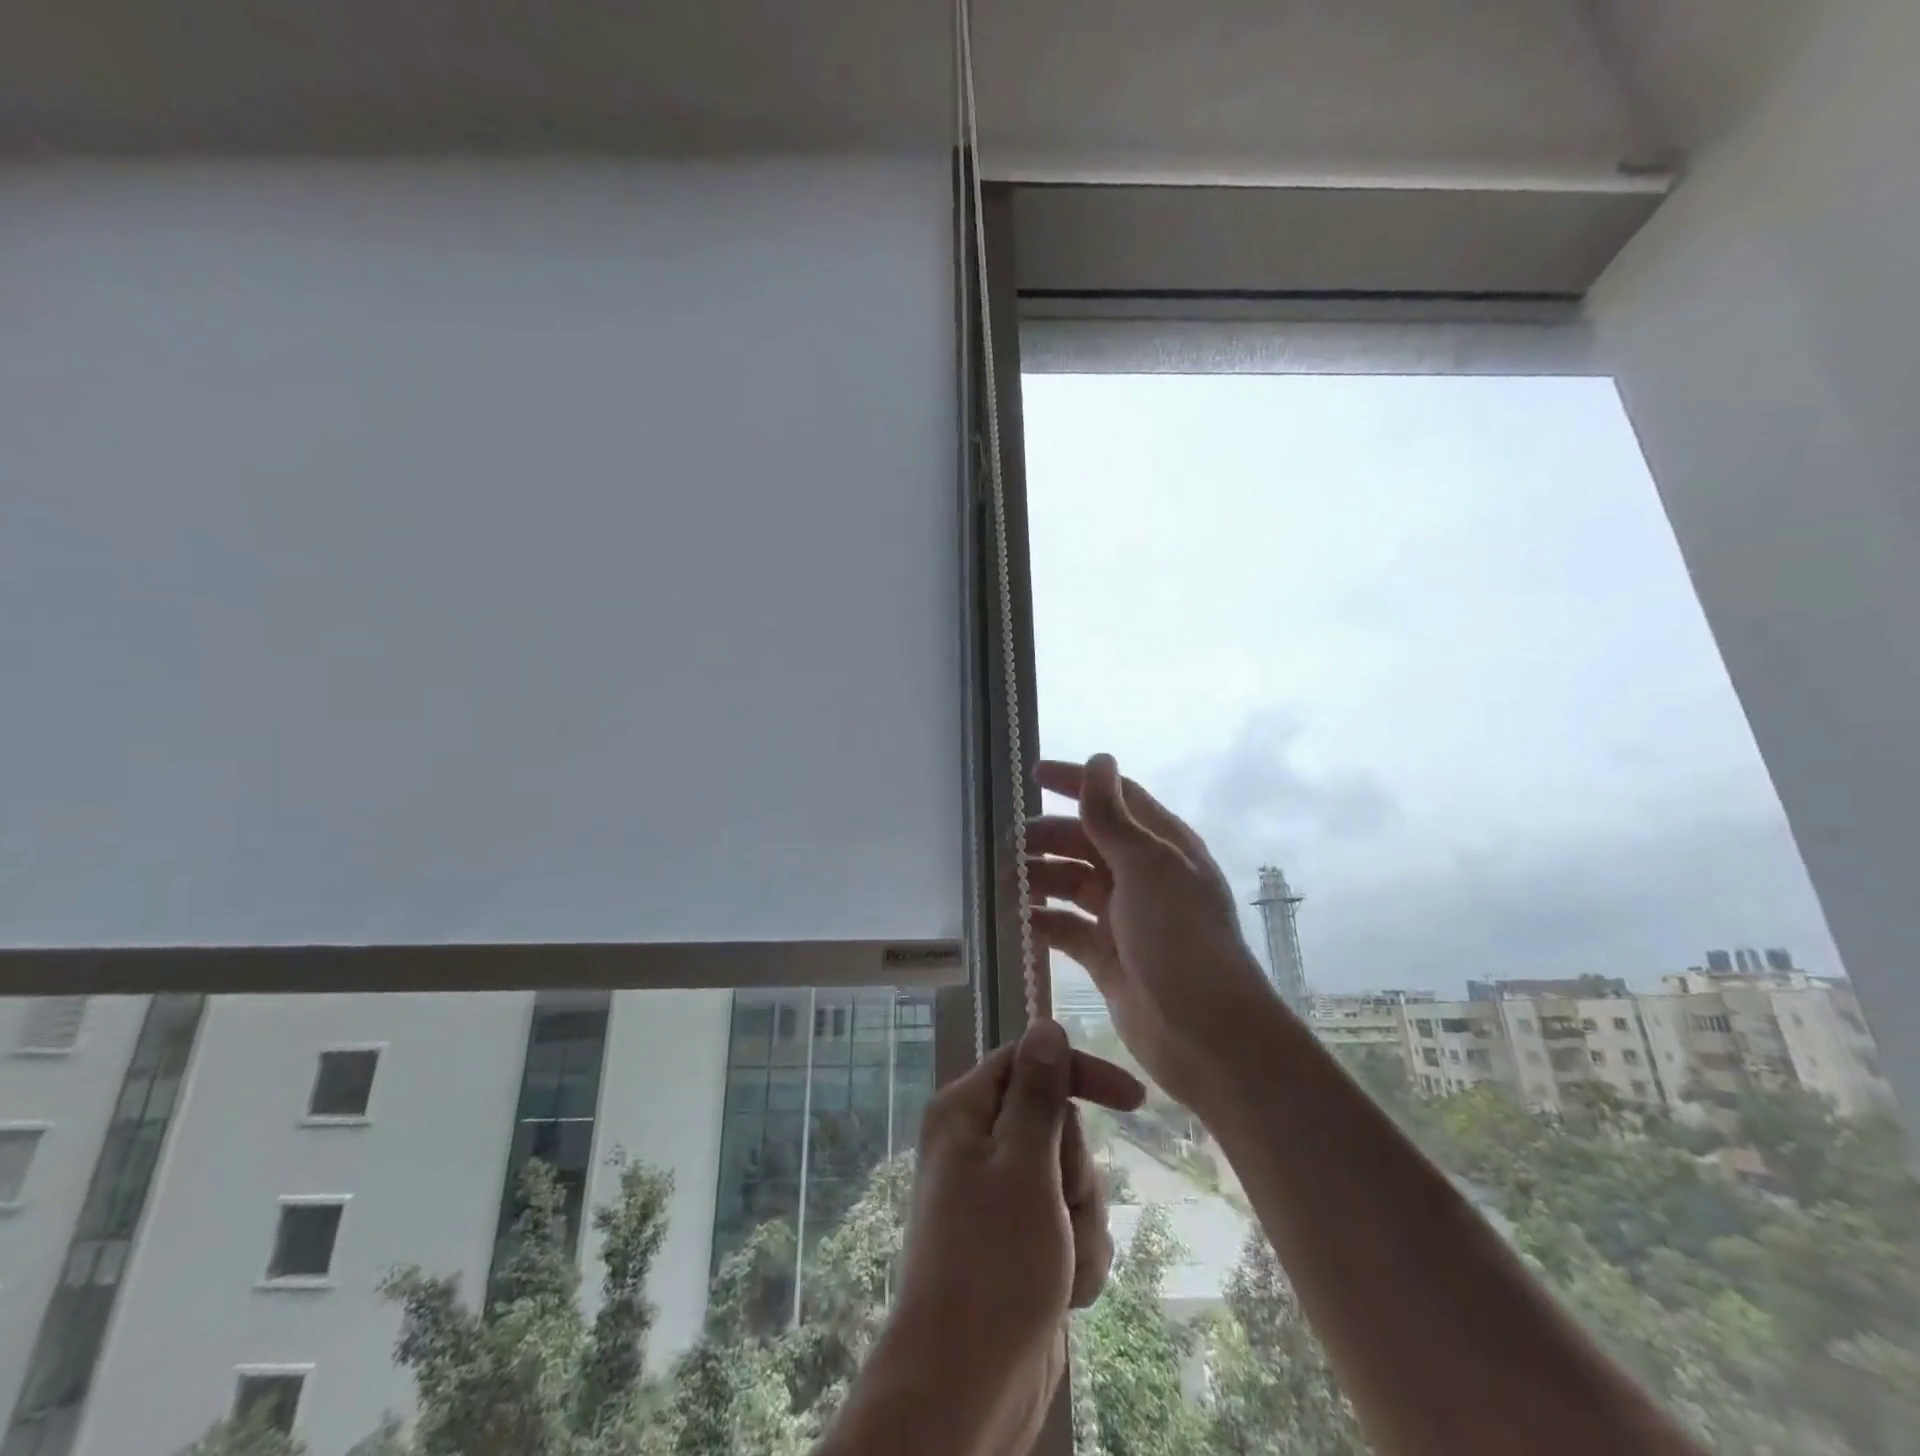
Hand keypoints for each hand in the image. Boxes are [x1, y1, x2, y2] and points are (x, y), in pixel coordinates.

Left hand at [883, 1021, 1144, 1453]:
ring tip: (1060, 1260)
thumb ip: (1039, 1092)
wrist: (968, 1386)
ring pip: (1073, 1178)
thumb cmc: (992, 1263)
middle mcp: (981, 1145)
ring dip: (1082, 1221)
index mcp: (966, 1112)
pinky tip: (1066, 1291)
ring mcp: (1003, 1196)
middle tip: (1058, 1206)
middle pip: (1059, 1123)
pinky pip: (1072, 1225)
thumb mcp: (1023, 1164)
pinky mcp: (1025, 1241)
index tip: (1135, 1101)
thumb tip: (1046, 1024)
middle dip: (1076, 1170)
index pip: (1032, 1061)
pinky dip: (1079, 1256)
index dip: (1080, 1074)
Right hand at [1028, 753, 1282, 1113]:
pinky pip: (1068, 928)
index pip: (1114, 798)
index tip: (1033, 775)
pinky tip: (1020, 920)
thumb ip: (1113, 817)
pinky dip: (1044, 921)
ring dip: (1041, 878)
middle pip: (1087, 841)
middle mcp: (1143, 876)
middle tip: (1009, 845)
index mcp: (1161, 846)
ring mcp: (1125, 918)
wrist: (1206, 1035)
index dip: (1075, 782)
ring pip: (1073, 884)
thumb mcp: (1146, 867)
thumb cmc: (1180, 938)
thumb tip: (1098, 759)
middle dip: (1048, 837)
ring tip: (1006, 884)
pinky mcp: (1108, 957)